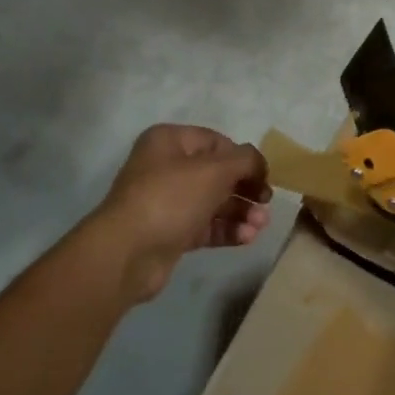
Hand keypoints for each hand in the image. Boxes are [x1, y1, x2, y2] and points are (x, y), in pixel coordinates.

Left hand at [93, 125, 272, 301]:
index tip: (264, 177)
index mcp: (170, 142)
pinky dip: (227, 230)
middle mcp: (165, 167)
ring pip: (212, 202)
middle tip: (266, 203)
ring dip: (240, 212)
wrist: (127, 253)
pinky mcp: (169, 233)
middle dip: (245, 189)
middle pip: (216, 174)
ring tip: (261, 225)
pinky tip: (248, 238)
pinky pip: (205, 226)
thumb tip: (258, 163)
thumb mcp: (215, 170)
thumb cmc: (171, 198)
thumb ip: (245, 160)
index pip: (216, 142)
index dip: (244, 158)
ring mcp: (166, 202)